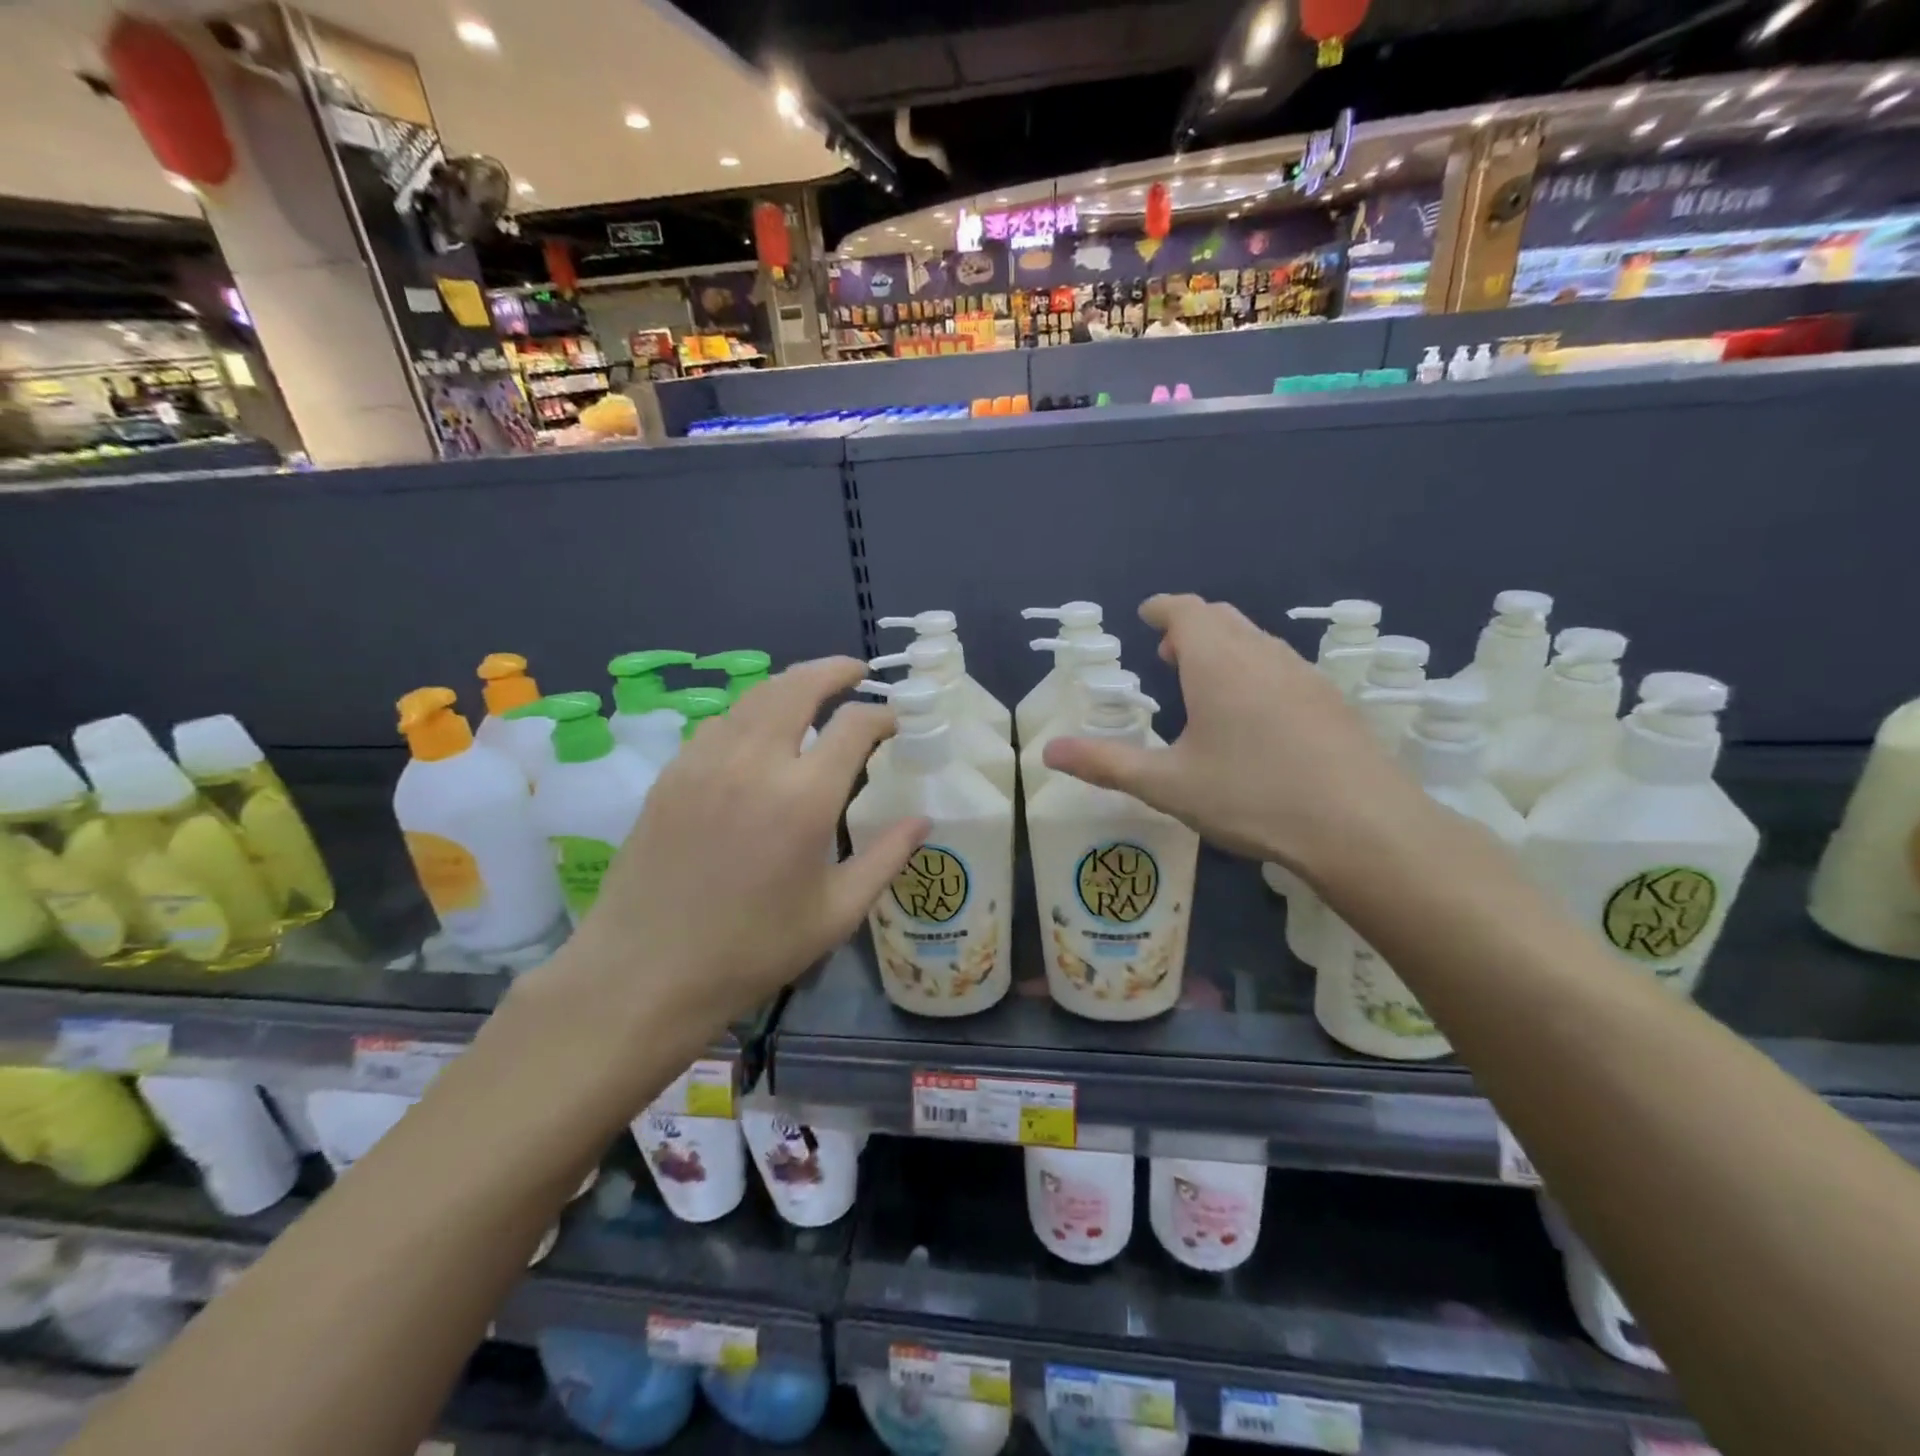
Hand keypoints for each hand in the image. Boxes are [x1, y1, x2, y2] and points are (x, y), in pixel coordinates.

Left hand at [537, 657, 926, 1038]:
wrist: (645, 972)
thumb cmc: (752, 950)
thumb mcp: (837, 913)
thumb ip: (886, 858)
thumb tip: (923, 820)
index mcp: (804, 798)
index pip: (853, 725)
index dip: (882, 715)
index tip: (896, 722)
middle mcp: (754, 763)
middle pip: (798, 686)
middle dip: (834, 670)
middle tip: (857, 672)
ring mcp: (705, 762)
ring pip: (754, 696)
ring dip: (790, 685)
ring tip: (812, 692)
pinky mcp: (672, 773)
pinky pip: (720, 723)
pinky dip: (751, 712)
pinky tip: (759, 733)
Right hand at [1042, 594, 1419, 875]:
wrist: (1362, 826)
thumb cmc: (1252, 797)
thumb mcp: (1167, 785)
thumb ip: (1105, 764)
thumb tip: (1049, 752)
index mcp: (1217, 663)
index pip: (1186, 611)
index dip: (1163, 608)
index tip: (1146, 614)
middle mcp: (1261, 655)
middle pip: (1222, 619)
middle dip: (1190, 626)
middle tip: (1168, 653)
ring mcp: (1303, 674)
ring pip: (1255, 640)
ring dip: (1224, 647)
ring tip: (1206, 682)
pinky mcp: (1331, 700)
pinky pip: (1281, 664)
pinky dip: (1255, 668)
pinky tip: (1255, 714)